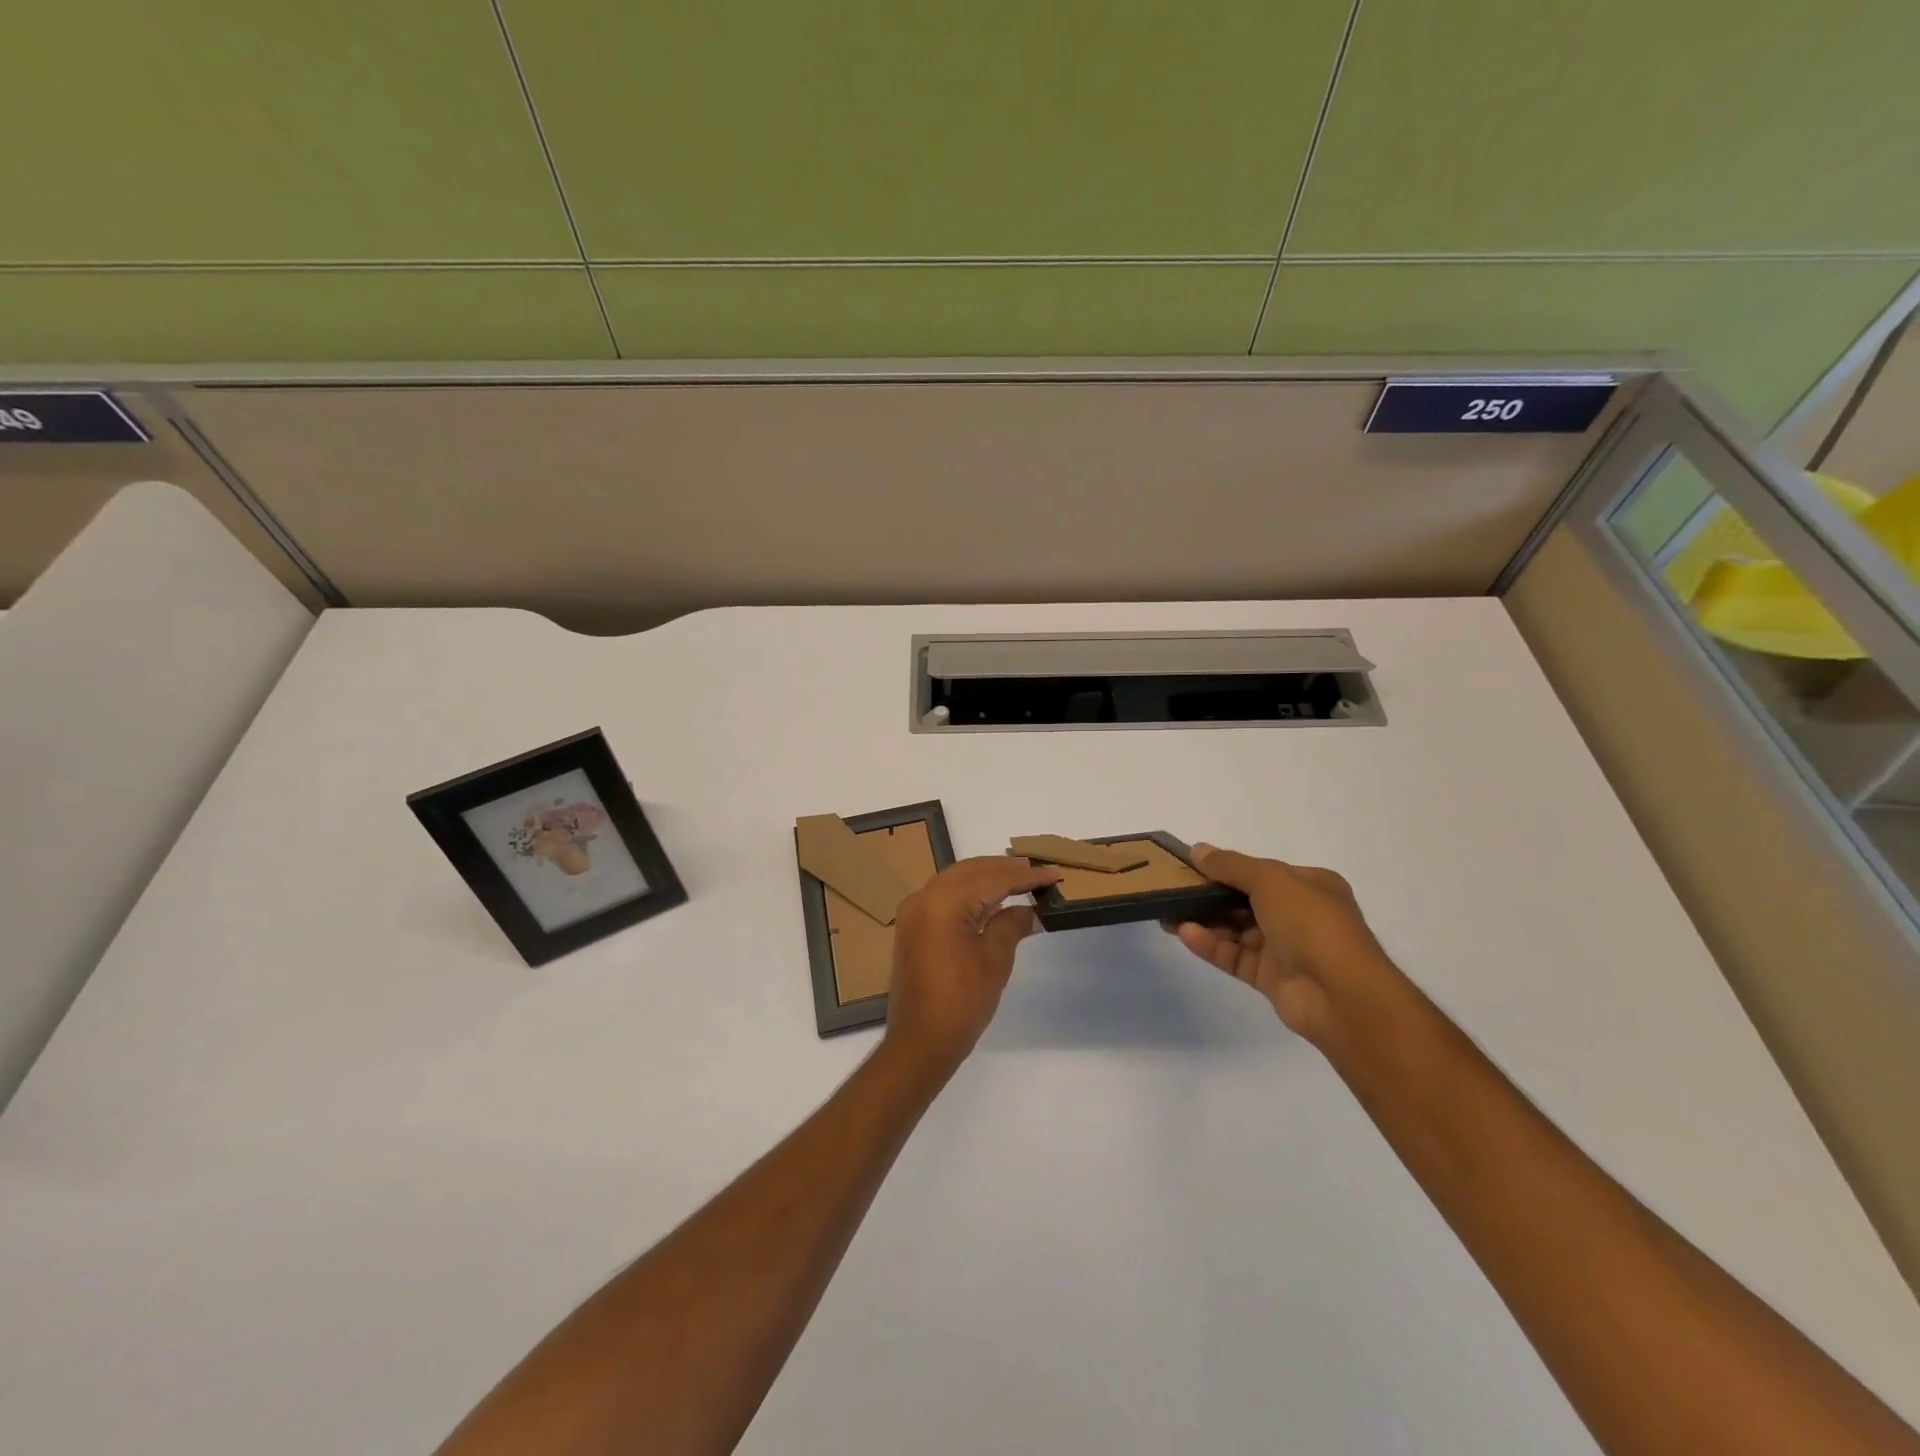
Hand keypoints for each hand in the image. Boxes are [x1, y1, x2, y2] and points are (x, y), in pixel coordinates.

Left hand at [883, 857, 1061, 1078]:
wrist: (919, 1042)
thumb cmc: (961, 1002)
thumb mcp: (994, 960)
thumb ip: (1011, 924)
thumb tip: (1028, 908)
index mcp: (944, 902)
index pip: (992, 878)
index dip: (1025, 876)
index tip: (1053, 875)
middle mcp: (924, 897)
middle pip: (970, 870)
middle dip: (1004, 869)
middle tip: (1037, 872)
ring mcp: (914, 911)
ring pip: (955, 879)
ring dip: (986, 877)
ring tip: (1019, 880)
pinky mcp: (912, 926)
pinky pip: (943, 895)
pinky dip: (968, 892)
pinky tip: (991, 899)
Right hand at [1169, 844, 1402, 1047]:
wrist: (1341, 995)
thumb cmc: (1311, 923)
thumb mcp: (1271, 880)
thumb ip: (1231, 865)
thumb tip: (1197, 850)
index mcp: (1310, 886)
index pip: (1262, 872)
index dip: (1227, 868)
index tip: (1191, 867)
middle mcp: (1299, 915)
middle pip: (1245, 901)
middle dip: (1209, 895)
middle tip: (1172, 890)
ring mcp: (1285, 949)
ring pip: (1236, 930)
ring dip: (1204, 921)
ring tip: (1167, 913)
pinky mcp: (1270, 978)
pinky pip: (1234, 956)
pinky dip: (1210, 945)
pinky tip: (1184, 934)